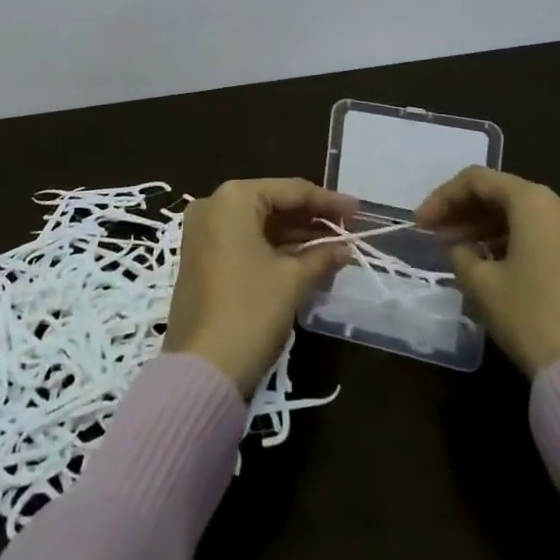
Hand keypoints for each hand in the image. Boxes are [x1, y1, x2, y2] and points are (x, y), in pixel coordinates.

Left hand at [163, 178, 356, 396]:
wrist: (202, 369)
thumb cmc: (250, 311)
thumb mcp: (292, 280)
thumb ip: (322, 256)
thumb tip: (345, 248)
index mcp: (234, 199)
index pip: (290, 190)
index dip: (327, 201)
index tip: (358, 211)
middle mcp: (213, 206)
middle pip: (272, 204)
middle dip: (311, 218)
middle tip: (348, 230)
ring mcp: (203, 232)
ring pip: (259, 224)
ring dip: (295, 235)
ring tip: (334, 247)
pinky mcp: (201, 258)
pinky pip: (244, 242)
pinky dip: (274, 249)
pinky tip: (305, 260)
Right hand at [416, 166, 559, 377]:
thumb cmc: (531, 317)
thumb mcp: (481, 283)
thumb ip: (459, 252)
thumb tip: (458, 245)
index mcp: (534, 201)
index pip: (476, 181)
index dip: (442, 198)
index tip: (420, 224)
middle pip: (501, 192)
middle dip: (463, 211)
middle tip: (434, 234)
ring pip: (521, 213)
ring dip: (485, 225)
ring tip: (456, 248)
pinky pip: (540, 231)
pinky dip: (510, 238)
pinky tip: (488, 260)